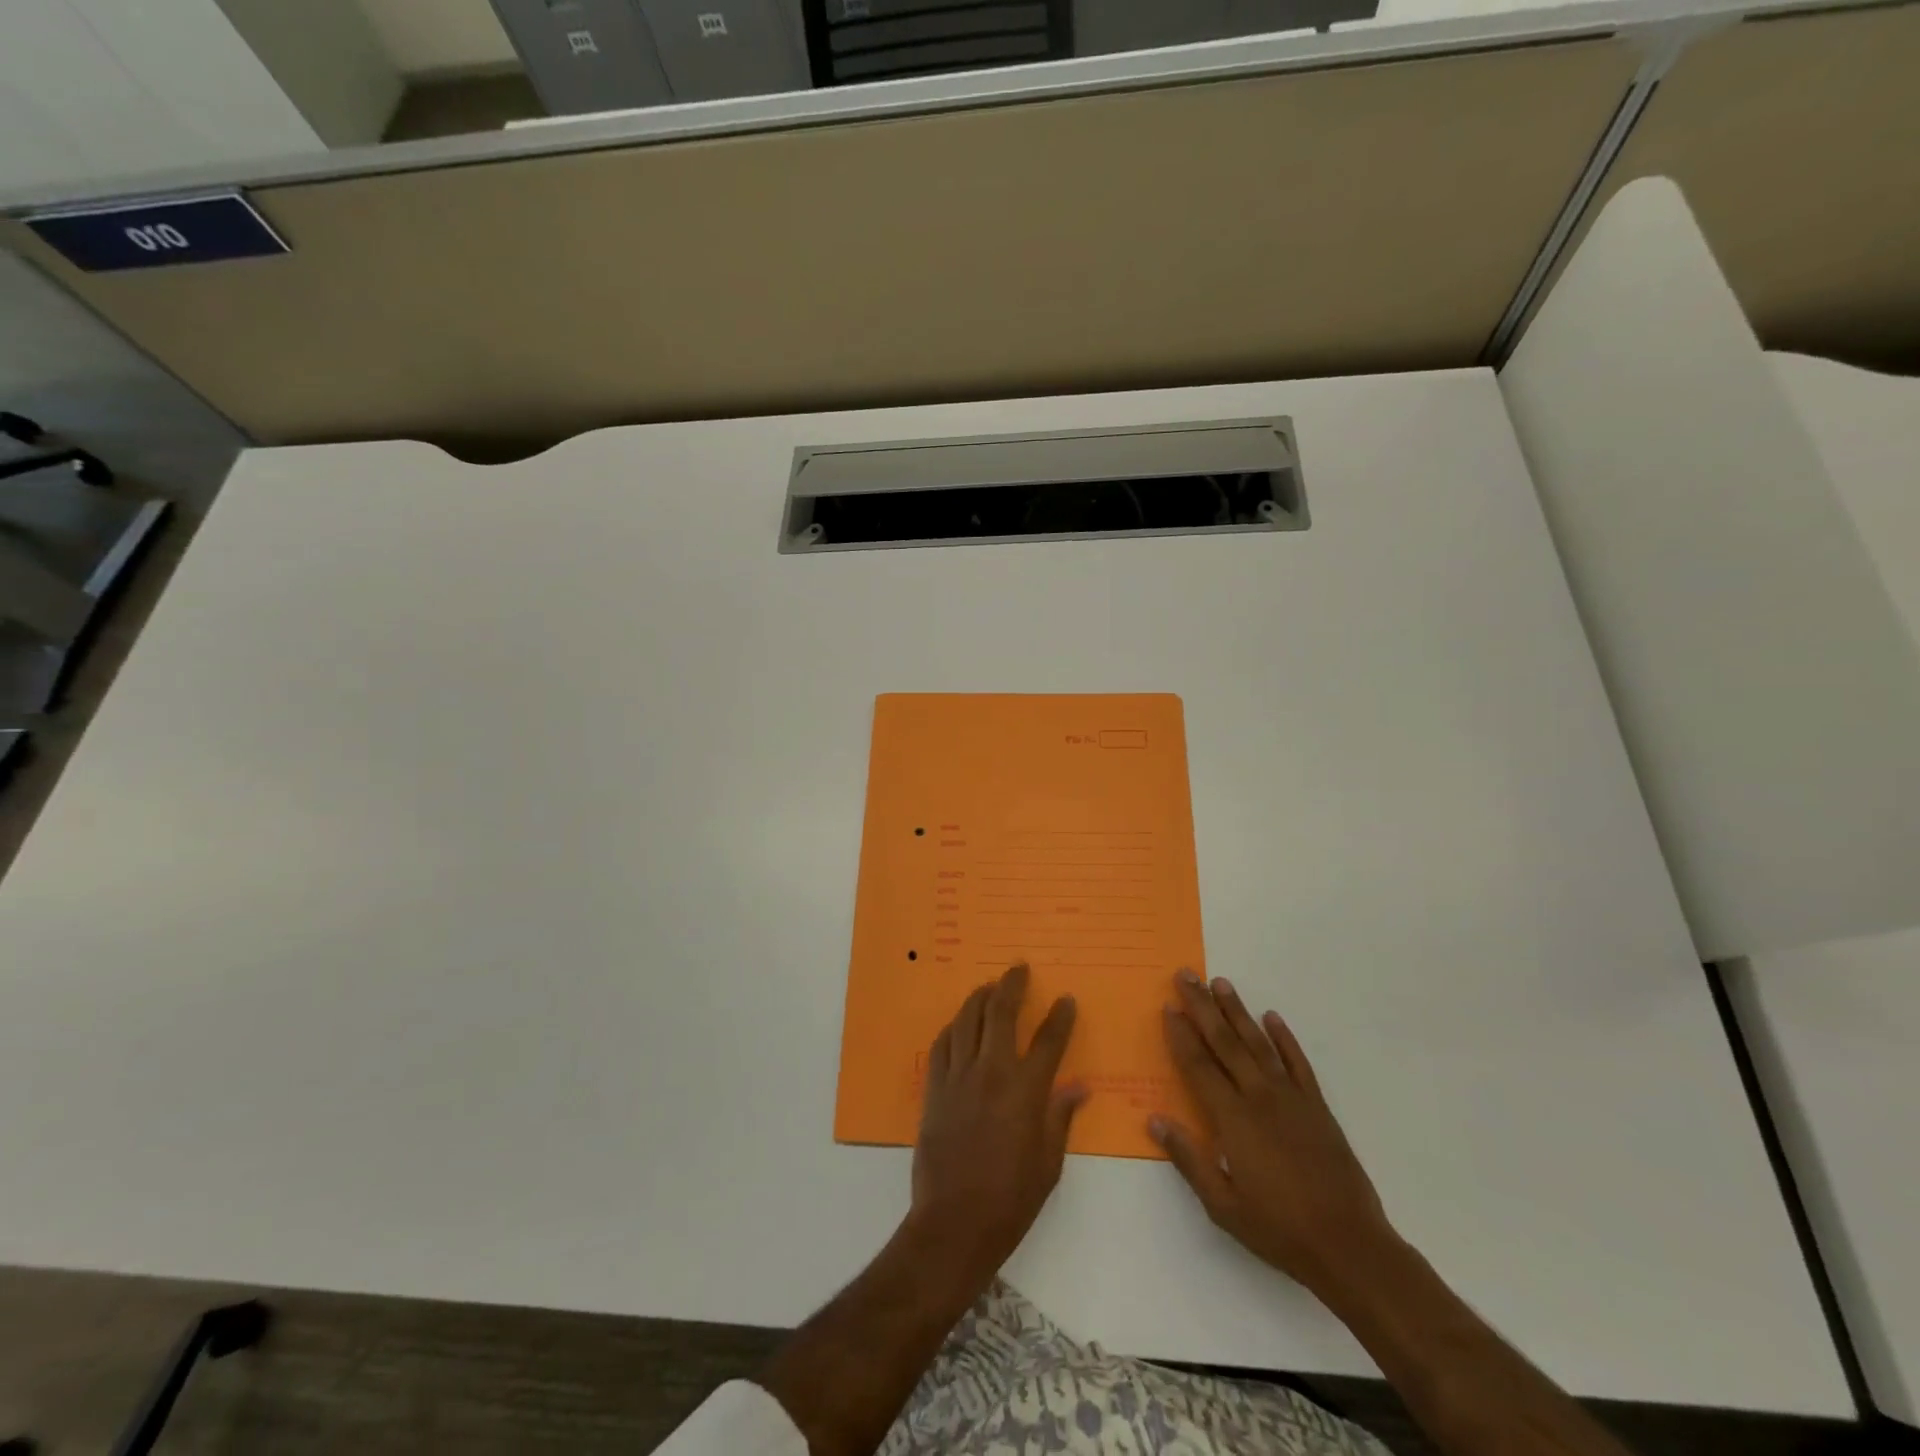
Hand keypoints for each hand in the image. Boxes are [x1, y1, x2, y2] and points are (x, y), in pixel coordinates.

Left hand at [911, 963, 1087, 1281]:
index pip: (1048, 1041)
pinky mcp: (934, 1089)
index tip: (1066, 1000)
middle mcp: (991, 1072)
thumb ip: (1061, 1118)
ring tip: (989, 986)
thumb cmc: (1010, 1200)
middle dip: (1012, 985)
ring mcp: (958, 1078)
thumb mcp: (1048, 1164)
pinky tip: (958, 1024)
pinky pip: (942, 1045)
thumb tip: (1079, 1087)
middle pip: (1001, 1013)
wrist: (954, 1223)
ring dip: (979, 998)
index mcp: (1025, 1091)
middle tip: (1019, 968)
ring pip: (967, 1020)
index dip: (1060, 1017)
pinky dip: (952, 1028)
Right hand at [1151, 970, 1397, 1300]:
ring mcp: (1291, 1098)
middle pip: (1224, 1041)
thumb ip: (1188, 1159)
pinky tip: (1272, 1017)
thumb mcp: (1222, 1206)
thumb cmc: (1278, 1229)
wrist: (1349, 1245)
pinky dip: (1284, 1038)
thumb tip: (1155, 1119)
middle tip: (1186, 975)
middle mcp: (1259, 1096)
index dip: (1180, 1035)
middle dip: (1202, 1006)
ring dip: (1237, 1011)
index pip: (1198, 1065)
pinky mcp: (1317, 1106)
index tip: (1167, 1007)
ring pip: (1257, 1043)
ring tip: (1221, 984)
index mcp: (1232, 1118)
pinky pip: (1297, 1062)